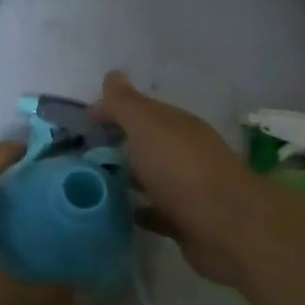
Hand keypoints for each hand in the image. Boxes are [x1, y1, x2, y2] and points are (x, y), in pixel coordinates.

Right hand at [92, 70, 267, 289]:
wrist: (226, 228)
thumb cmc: (181, 169)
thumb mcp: (147, 126)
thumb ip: (126, 103)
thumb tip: (111, 75)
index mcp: (176, 125)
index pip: (140, 110)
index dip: (111, 111)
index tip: (83, 123)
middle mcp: (183, 152)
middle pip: (144, 143)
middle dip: (115, 145)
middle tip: (77, 155)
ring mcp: (185, 188)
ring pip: (148, 176)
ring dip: (124, 177)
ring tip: (86, 183)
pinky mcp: (183, 221)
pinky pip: (152, 211)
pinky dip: (134, 209)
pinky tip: (111, 212)